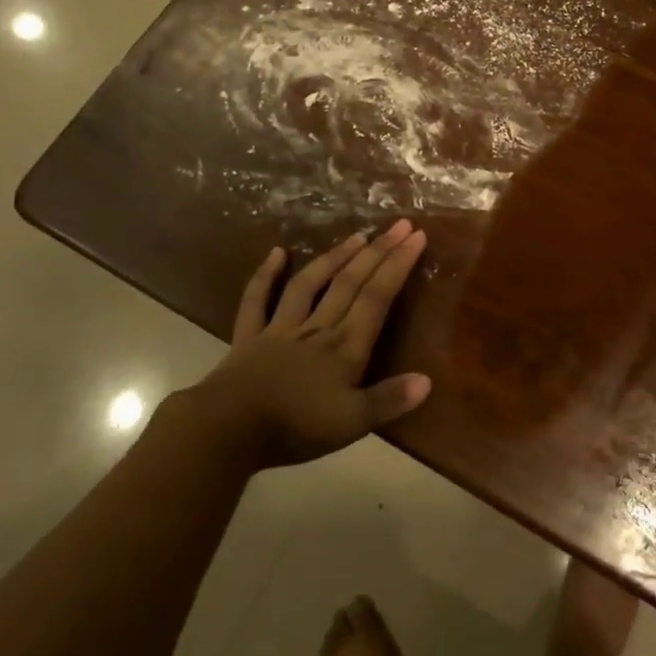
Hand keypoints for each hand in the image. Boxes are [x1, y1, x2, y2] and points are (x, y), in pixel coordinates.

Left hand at [187, 221, 431, 469]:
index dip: (398, 265)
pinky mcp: (249, 337)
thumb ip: (388, 400)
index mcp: (345, 347)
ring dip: (335, 258)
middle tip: (399, 224)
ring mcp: (281, 329)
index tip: (417, 236)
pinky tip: (276, 252)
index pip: (377, 297)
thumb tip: (428, 380)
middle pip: (351, 283)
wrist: (227, 430)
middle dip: (378, 252)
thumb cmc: (294, 427)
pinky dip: (265, 275)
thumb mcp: (350, 423)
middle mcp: (317, 328)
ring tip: (357, 235)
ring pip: (311, 284)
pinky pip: (257, 300)